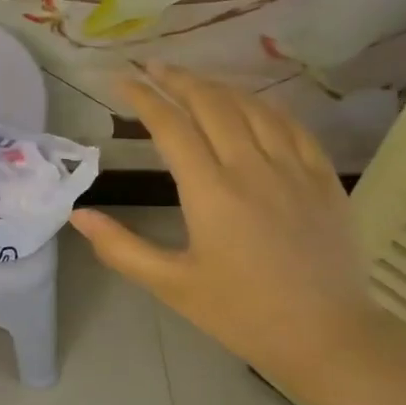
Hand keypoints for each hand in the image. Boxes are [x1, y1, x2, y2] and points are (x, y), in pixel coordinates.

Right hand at [70, 63, 386, 388]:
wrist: (327, 336)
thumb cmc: (241, 313)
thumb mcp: (172, 285)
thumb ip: (122, 248)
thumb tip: (78, 215)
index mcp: (210, 192)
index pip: (171, 127)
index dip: (144, 98)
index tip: (121, 81)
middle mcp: (251, 167)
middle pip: (211, 104)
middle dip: (178, 80)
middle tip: (153, 68)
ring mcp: (293, 169)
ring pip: (252, 108)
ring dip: (218, 87)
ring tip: (193, 81)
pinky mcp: (323, 178)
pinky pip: (292, 125)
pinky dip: (265, 105)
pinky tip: (251, 104)